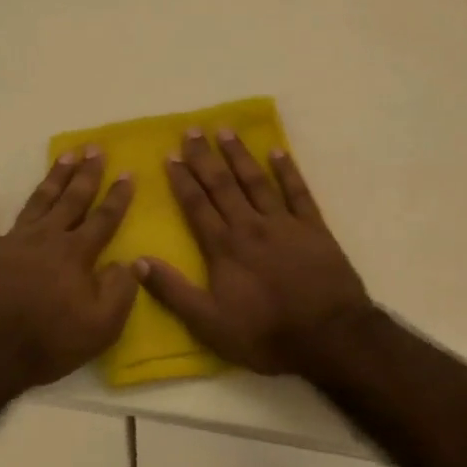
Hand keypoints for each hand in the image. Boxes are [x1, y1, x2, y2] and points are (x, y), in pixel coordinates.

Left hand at [0, 150, 138, 391]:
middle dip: (86, 174)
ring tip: (66, 155)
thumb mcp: (101, 327)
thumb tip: (130, 262)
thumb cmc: (49, 342)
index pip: (104, 219)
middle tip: (95, 148)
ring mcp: (13, 240)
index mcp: (76, 254)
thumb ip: (121, 291)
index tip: (128, 173)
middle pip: (72, 200)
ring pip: (38, 200)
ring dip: (53, 177)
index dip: (118, 197)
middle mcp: (47, 237)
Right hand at [136, 130, 371, 375]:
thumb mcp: (209, 323)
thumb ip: (173, 291)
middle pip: (223, 185)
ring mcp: (285, 224)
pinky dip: (288, 170)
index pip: (197, 205)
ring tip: (225, 130)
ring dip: (239, 155)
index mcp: (224, 248)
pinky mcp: (314, 228)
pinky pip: (298, 192)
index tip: (170, 155)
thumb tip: (137, 262)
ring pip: (257, 181)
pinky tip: (278, 151)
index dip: (182, 180)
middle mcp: (251, 226)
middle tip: (192, 130)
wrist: (329, 337)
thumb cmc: (265, 334)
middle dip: (205, 157)